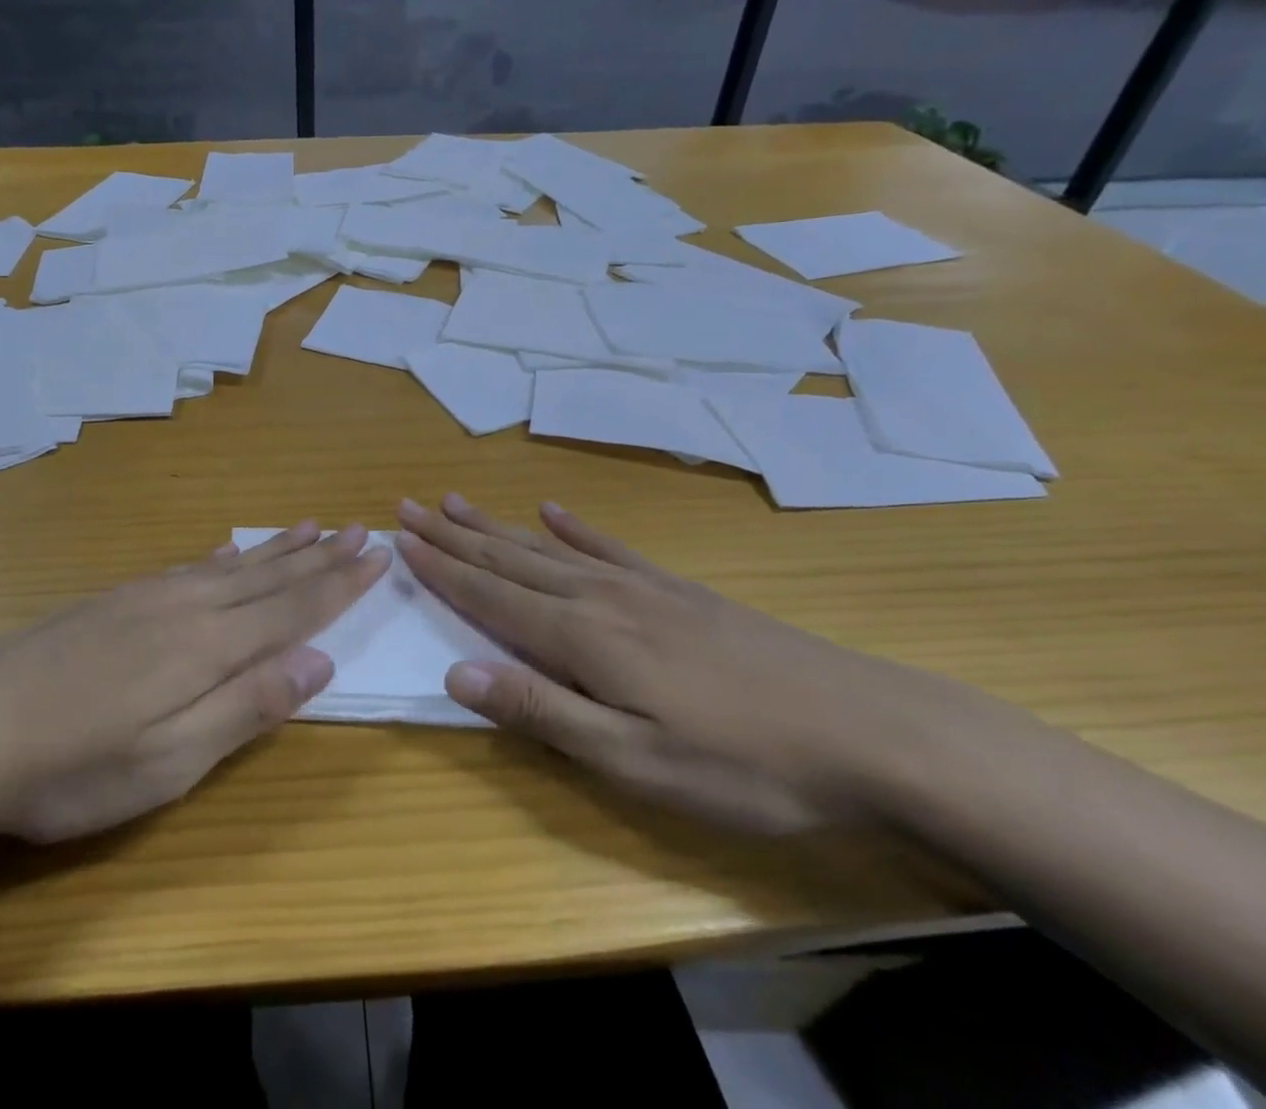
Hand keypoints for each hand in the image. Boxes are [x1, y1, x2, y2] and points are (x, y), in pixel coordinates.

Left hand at [0, 522, 388, 846]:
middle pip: (267, 576)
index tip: (376, 556)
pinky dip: (220, 557)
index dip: (338, 585)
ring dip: (274, 548)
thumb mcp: (170, 761)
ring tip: (306, 526)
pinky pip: (187, 567)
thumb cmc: (70, 767)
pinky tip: (224, 551)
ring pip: (229, 564)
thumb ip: (247, 707)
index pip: (292, 607)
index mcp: (207, 645)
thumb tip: (320, 662)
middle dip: (317, 556)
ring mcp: (144, 598)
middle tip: (356, 527)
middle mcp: (185, 606)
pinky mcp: (112, 602)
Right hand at [395, 495, 972, 833]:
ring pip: (546, 547)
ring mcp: (640, 586)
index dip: (440, 569)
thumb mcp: (636, 763)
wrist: (867, 730)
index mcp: (582, 638)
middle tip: (408, 507)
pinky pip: (607, 546)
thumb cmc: (744, 763)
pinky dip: (572, 527)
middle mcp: (599, 597)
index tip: (399, 541)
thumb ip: (543, 713)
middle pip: (509, 558)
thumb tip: (457, 672)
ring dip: (496, 524)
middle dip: (453, 535)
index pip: (489, 595)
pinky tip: (552, 510)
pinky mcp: (676, 590)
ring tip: (456, 501)